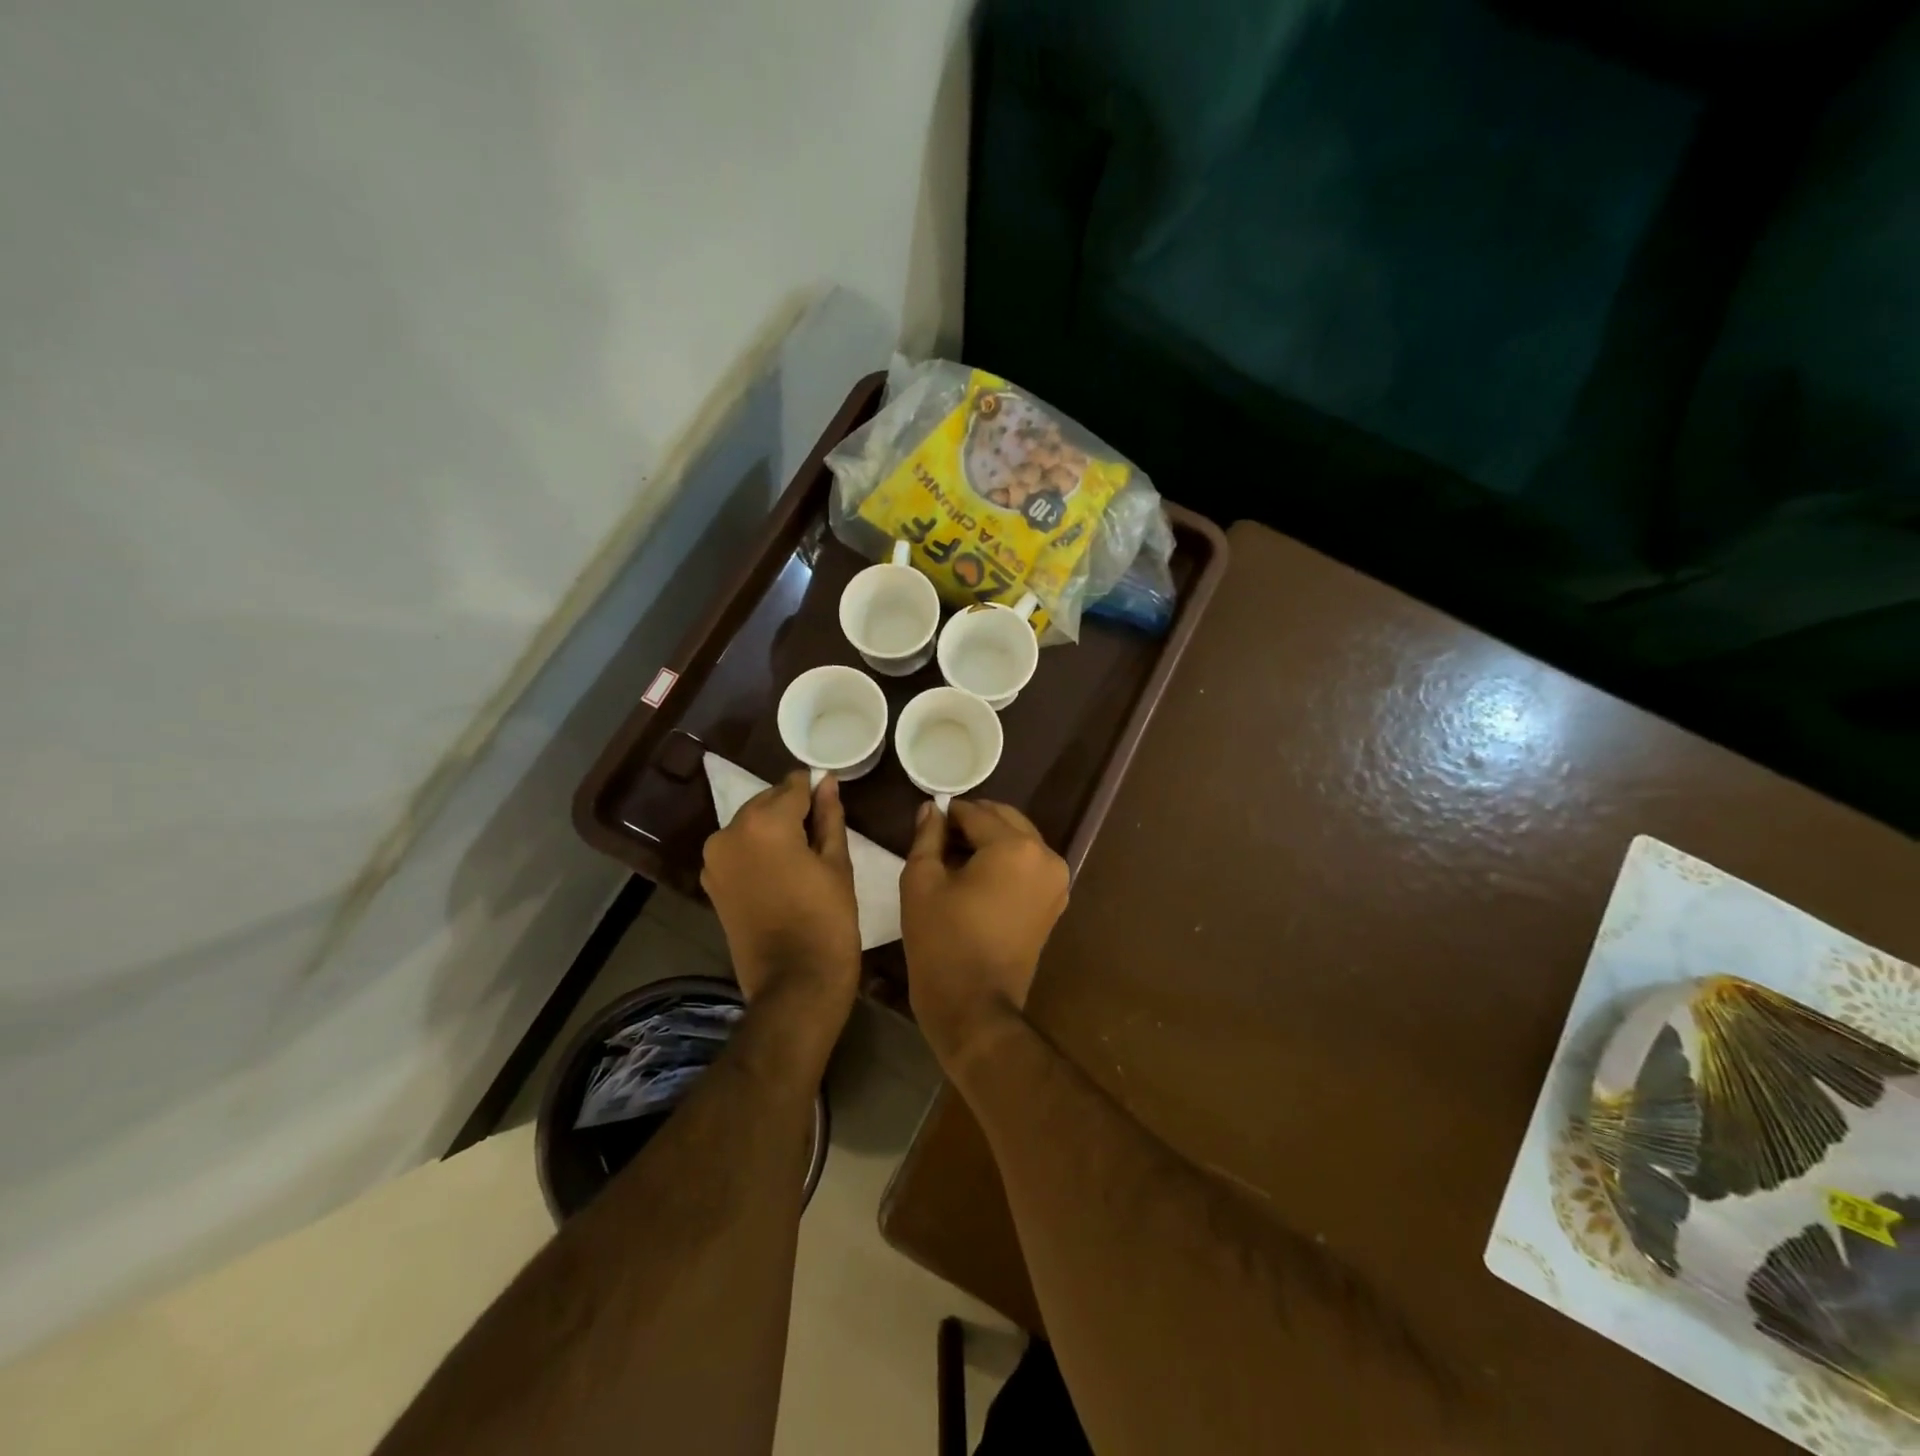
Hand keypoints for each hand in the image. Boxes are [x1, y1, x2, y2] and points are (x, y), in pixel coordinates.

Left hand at [702, 772, 859, 1032]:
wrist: (794, 983)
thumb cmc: (827, 920)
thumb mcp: (837, 863)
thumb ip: (829, 816)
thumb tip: (827, 782)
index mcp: (765, 822)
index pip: (794, 785)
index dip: (815, 788)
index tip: (831, 797)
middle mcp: (730, 831)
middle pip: (767, 801)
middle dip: (792, 808)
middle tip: (821, 830)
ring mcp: (715, 858)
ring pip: (751, 824)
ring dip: (774, 829)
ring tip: (803, 853)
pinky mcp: (711, 881)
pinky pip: (739, 849)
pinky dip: (758, 849)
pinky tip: (782, 869)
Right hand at [901, 799, 1068, 1067]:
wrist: (974, 1006)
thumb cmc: (942, 941)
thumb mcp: (921, 882)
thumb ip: (928, 836)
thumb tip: (932, 808)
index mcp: (1015, 846)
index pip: (975, 812)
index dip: (948, 815)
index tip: (927, 827)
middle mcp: (1045, 855)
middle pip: (1004, 820)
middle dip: (973, 824)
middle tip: (940, 843)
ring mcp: (1057, 880)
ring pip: (1019, 840)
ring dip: (990, 841)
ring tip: (956, 863)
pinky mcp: (1055, 901)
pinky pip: (1029, 864)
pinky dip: (1005, 862)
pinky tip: (977, 880)